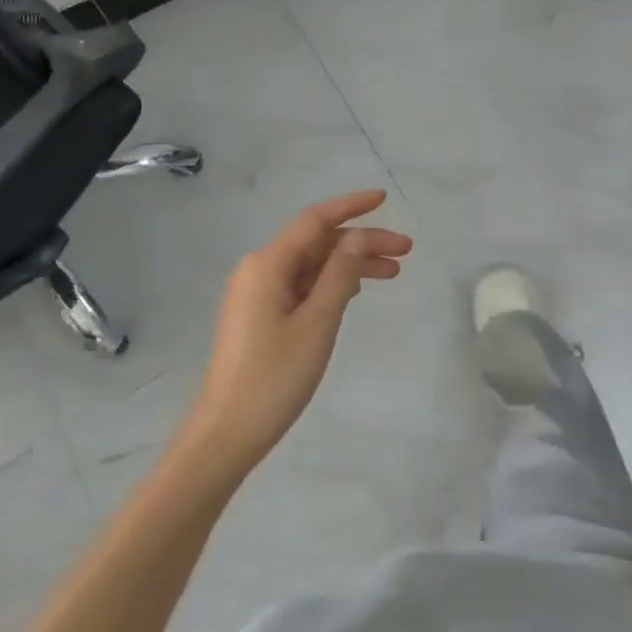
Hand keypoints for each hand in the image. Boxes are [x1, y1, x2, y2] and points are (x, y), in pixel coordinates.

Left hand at [178, 191, 411, 478]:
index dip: (351, 206)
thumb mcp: (317, 322)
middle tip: (405, 250)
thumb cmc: (274, 377)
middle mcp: (259, 269)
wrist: (226, 432)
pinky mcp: (259, 315)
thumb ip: (340, 274)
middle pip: (317, 242)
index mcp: (268, 264)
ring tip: (392, 273)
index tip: (384, 199)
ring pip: (311, 264)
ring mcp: (256, 293)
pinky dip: (331, 283)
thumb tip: (357, 237)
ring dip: (350, 264)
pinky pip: (301, 285)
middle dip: (361, 241)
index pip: (315, 220)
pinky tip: (356, 291)